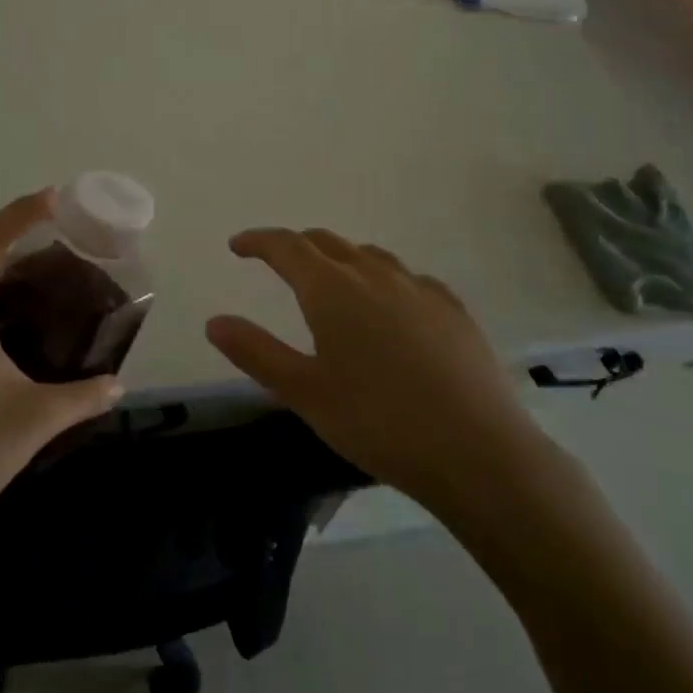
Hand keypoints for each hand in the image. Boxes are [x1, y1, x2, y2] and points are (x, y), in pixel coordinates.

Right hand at [205, 228, 550, 524]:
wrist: (477, 451)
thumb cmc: (377, 422)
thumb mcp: (304, 393)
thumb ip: (256, 352)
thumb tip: (214, 321)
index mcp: (331, 289)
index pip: (286, 246)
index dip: (258, 241)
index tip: (238, 245)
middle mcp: (374, 274)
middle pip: (326, 242)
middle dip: (296, 246)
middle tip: (277, 262)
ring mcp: (418, 288)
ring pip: (369, 255)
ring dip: (340, 258)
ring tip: (331, 281)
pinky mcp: (453, 309)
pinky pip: (407, 278)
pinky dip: (383, 279)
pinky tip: (391, 307)